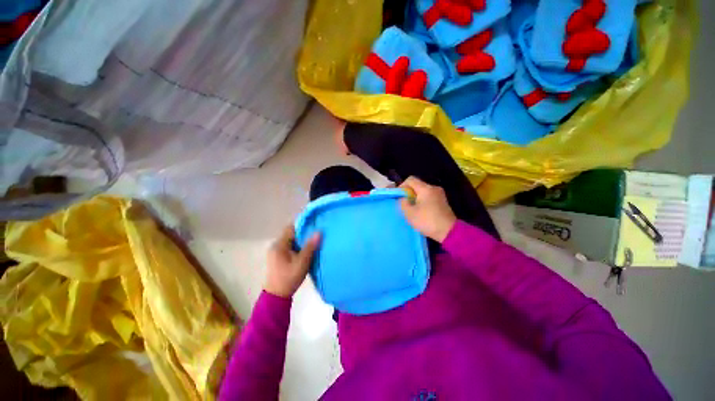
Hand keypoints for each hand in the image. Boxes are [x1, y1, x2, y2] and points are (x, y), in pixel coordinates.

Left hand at [265, 225, 320, 297]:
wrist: (277, 296)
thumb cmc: (289, 278)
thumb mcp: (302, 262)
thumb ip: (310, 247)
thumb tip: (319, 232)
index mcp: (279, 245)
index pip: (291, 228)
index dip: (303, 225)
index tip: (315, 224)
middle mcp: (276, 245)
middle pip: (291, 234)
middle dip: (304, 233)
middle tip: (317, 233)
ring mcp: (276, 252)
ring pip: (291, 240)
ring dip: (302, 240)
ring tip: (314, 240)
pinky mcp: (279, 257)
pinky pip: (290, 246)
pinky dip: (298, 246)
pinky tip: (307, 249)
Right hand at [399, 177, 456, 242]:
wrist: (449, 232)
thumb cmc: (427, 221)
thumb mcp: (409, 213)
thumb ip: (402, 202)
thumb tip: (403, 198)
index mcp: (426, 189)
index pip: (410, 179)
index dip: (402, 186)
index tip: (399, 197)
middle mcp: (434, 188)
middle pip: (417, 185)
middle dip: (408, 193)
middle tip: (404, 204)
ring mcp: (440, 195)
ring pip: (423, 192)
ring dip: (415, 198)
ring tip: (411, 209)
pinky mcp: (442, 202)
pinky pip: (428, 197)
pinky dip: (422, 201)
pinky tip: (420, 211)